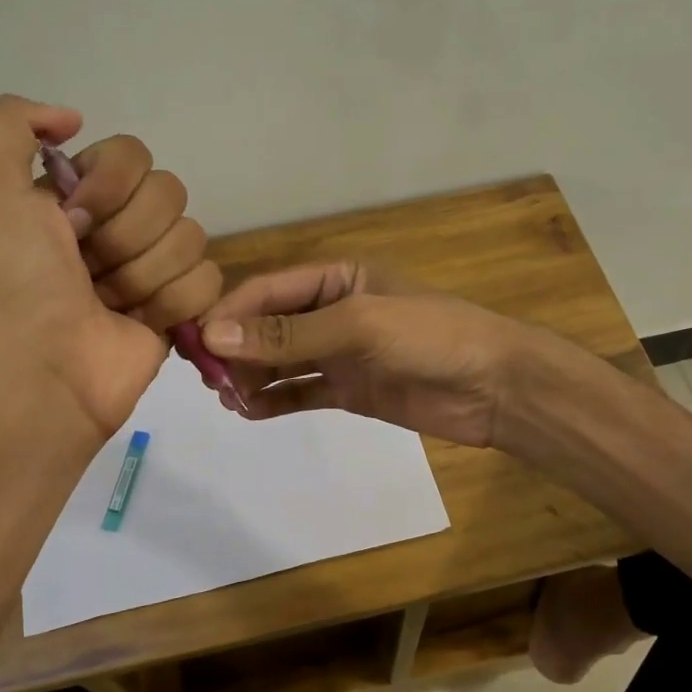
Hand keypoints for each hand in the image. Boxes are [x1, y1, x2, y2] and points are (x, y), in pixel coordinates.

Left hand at [0, 96, 221, 438]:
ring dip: (144, 273)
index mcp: (79, 194)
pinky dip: (173, 303)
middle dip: (126, 234)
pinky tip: (140, 322)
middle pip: (168, 192)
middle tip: (88, 267)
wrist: (44, 363)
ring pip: (191, 236)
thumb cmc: (15, 278)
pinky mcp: (181, 308)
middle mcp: (120, 225)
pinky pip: (208, 280)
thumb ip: (13, 123)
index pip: (133, 154)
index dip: (108, 186)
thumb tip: (74, 119)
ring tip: (109, 302)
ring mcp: (154, 268)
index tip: (71, 221)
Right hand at [198, 262, 540, 448]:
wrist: (495, 387)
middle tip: (211, 381)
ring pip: (280, 361)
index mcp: (336, 278)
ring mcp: (340, 353)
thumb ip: (288, 333)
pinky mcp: (350, 390)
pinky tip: (251, 413)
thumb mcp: (357, 324)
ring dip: (252, 377)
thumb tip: (214, 336)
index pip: (267, 291)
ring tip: (229, 400)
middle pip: (268, 326)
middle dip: (237, 349)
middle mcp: (332, 312)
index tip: (196, 343)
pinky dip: (275, 401)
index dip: (229, 313)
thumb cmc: (429, 337)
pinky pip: (301, 392)